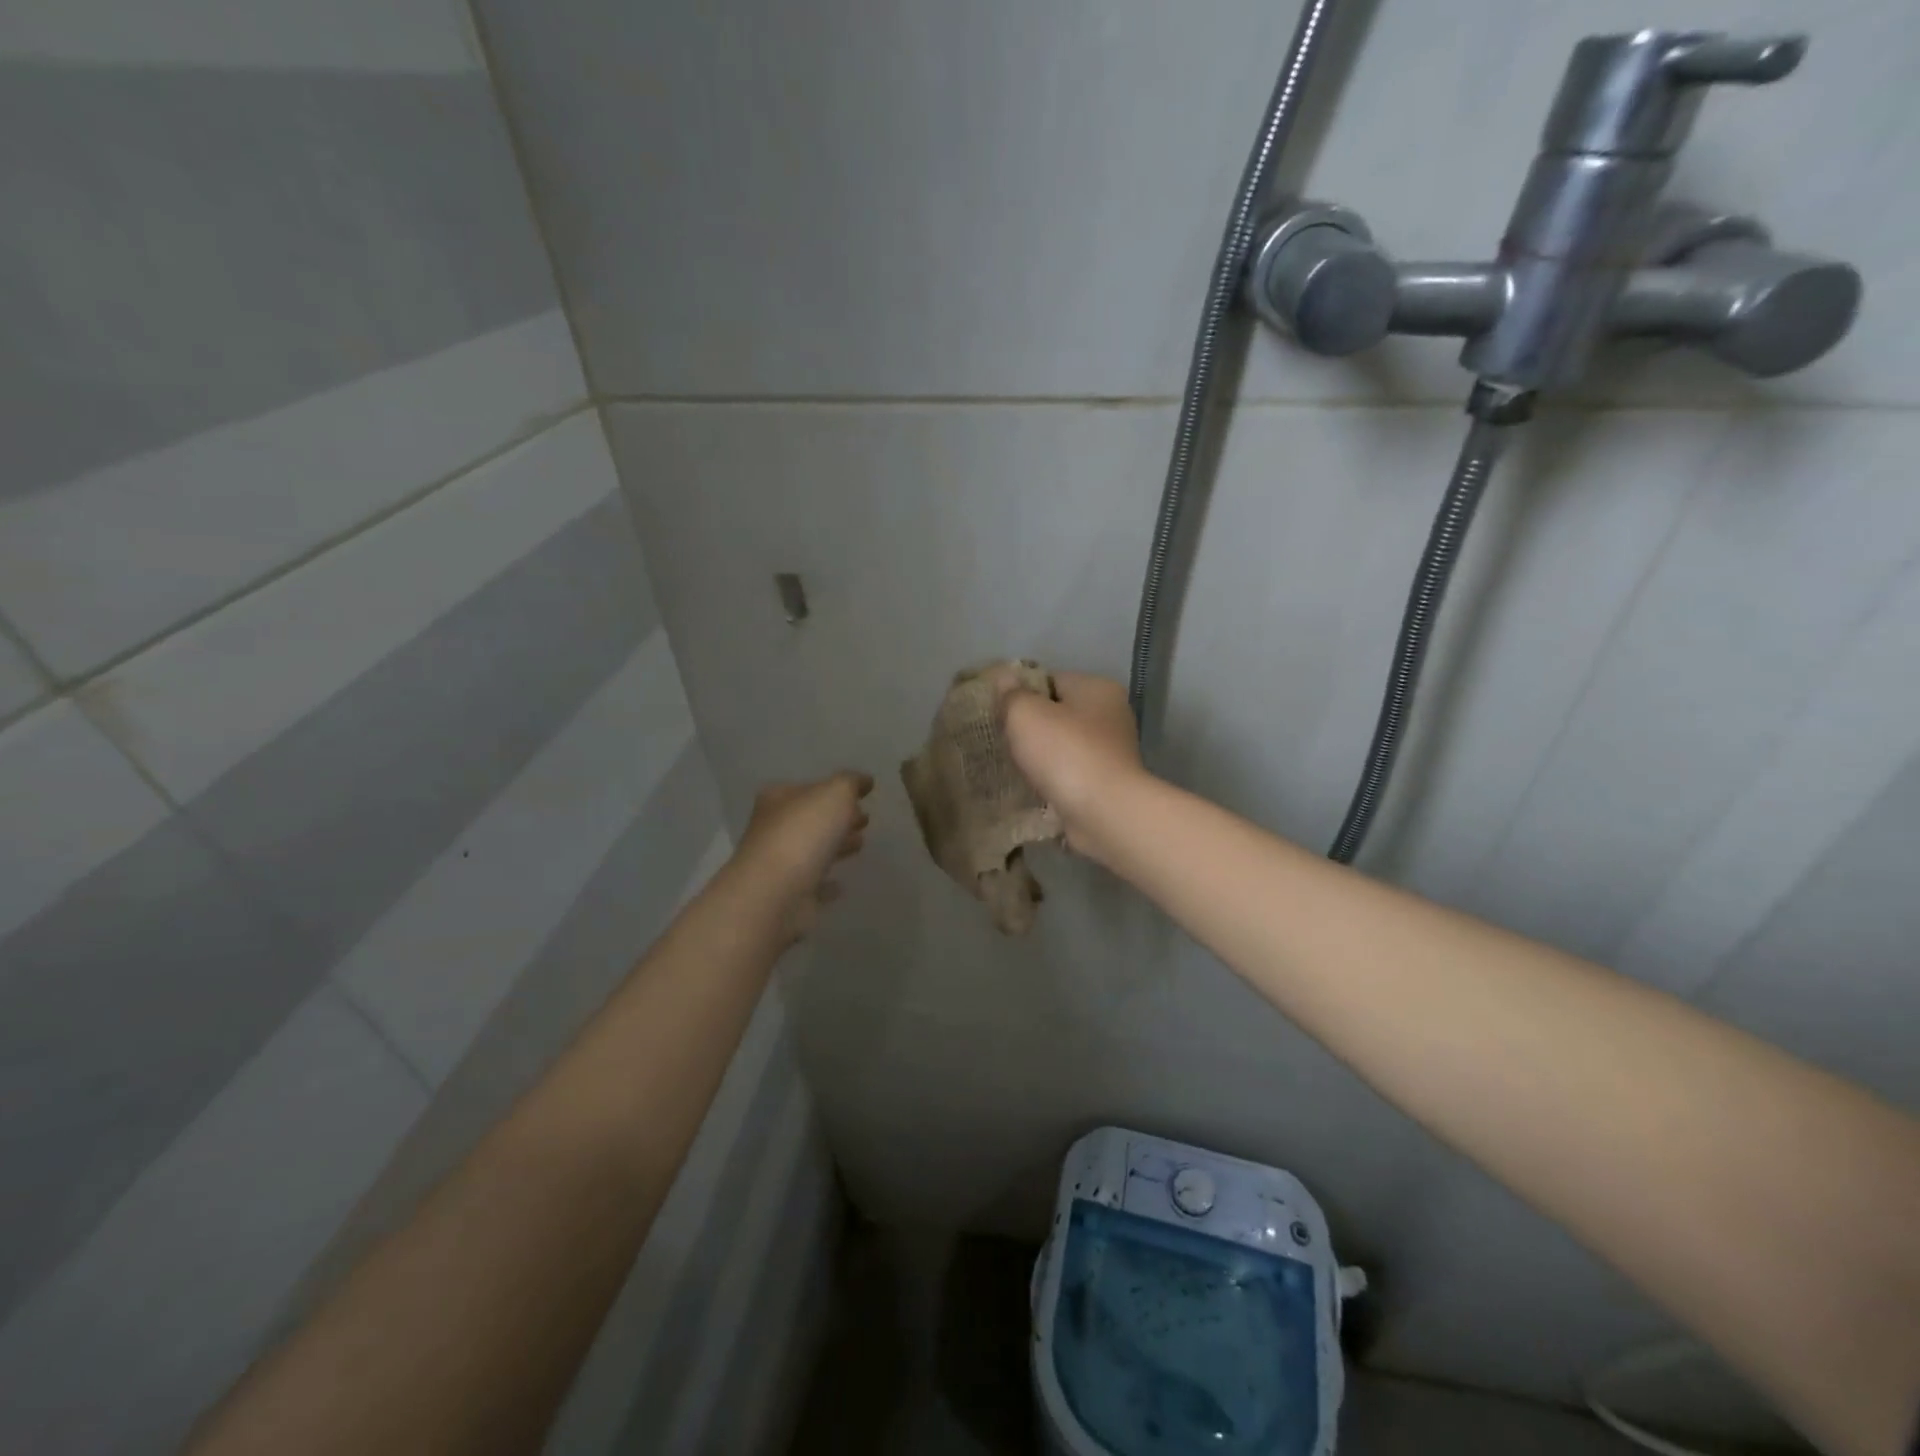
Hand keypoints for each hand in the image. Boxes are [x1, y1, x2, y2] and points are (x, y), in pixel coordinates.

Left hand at [731, 771, 872, 942]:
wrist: (774, 894)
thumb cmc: (803, 834)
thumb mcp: (834, 794)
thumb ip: (851, 783)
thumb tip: (864, 780)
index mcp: (780, 798)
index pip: (810, 787)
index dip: (837, 789)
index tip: (864, 795)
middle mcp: (774, 828)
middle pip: (812, 819)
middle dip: (838, 818)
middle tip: (865, 819)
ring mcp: (779, 864)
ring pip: (813, 850)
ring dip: (836, 847)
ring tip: (861, 844)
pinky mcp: (788, 895)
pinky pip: (813, 885)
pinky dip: (826, 884)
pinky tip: (841, 885)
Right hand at [998, 672, 1146, 860]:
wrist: (1104, 813)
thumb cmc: (1066, 753)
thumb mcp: (1025, 714)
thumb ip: (1012, 694)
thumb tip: (1005, 680)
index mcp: (1097, 688)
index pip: (1050, 680)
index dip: (1020, 693)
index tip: (998, 713)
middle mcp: (1111, 715)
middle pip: (1057, 713)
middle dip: (1029, 727)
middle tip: (1001, 741)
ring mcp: (1111, 752)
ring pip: (1062, 746)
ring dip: (1040, 757)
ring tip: (1013, 767)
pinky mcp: (1106, 784)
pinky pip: (1070, 774)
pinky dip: (1052, 780)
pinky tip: (1032, 788)